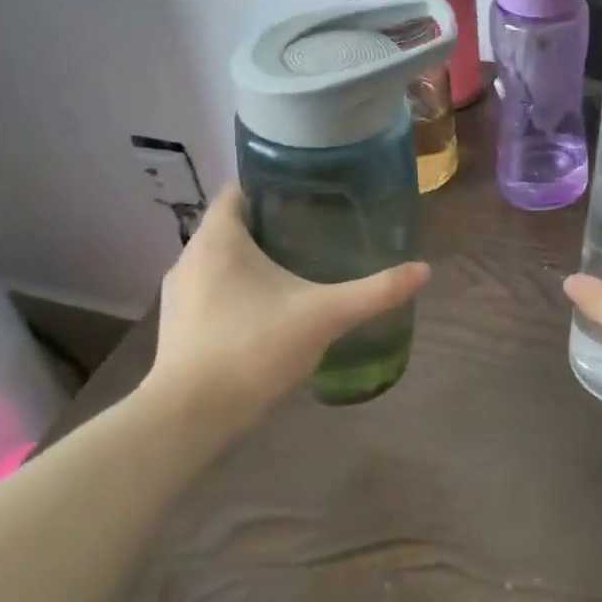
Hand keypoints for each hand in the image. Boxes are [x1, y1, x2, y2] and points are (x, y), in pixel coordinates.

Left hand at [145, 184, 429, 439]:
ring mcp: (179, 295)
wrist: (191, 417)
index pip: (238, 189)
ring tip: (298, 266)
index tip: (309, 190)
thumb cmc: (254, 347)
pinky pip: (212, 291)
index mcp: (219, 239)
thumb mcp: (325, 315)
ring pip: (221, 261)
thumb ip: (375, 291)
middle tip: (317, 228)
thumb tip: (424, 270)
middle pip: (233, 225)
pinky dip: (239, 290)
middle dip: (272, 224)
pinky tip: (270, 310)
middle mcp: (191, 258)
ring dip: (253, 260)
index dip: (271, 183)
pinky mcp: (178, 327)